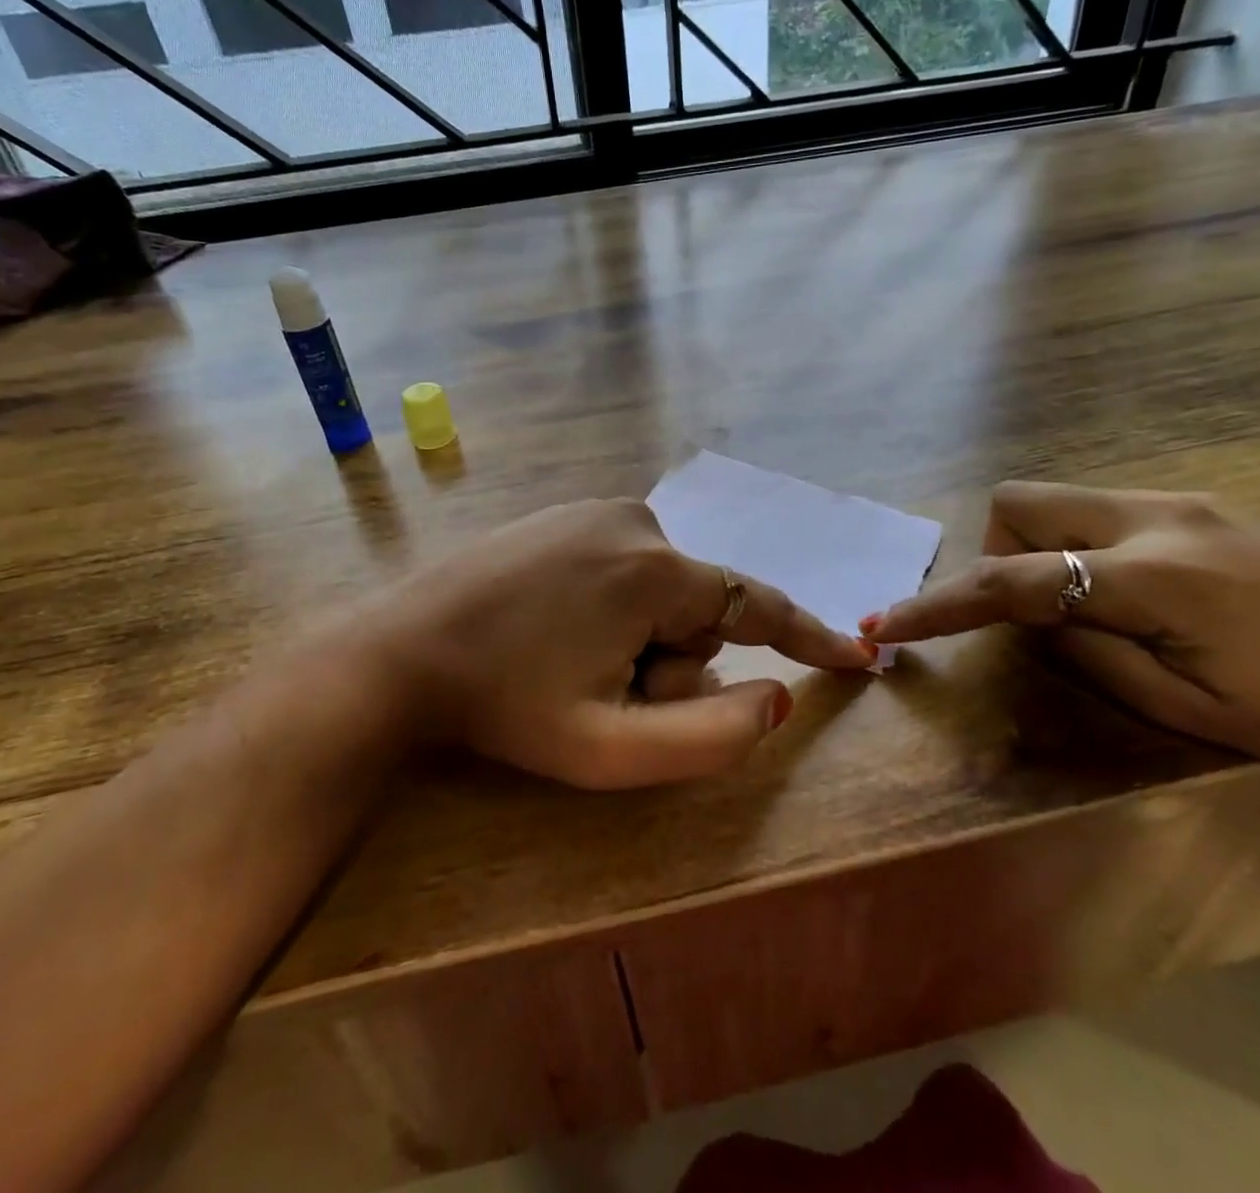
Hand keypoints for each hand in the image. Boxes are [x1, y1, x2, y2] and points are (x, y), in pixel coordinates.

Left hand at [335, 499, 873, 789]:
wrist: (401, 652)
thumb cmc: (506, 707)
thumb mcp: (610, 749)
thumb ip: (710, 737)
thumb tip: (775, 696)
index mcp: (655, 571)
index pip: (757, 606)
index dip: (810, 636)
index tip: (858, 655)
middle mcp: (636, 521)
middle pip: (698, 609)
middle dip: (671, 661)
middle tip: (602, 692)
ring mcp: (595, 511)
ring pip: (661, 591)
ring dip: (638, 638)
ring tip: (569, 660)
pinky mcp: (565, 514)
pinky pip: (625, 567)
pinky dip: (613, 608)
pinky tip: (553, 628)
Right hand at [860, 482, 1259, 810]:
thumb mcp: (1188, 709)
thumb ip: (1087, 651)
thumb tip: (1031, 619)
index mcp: (1155, 577)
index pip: (1012, 582)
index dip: (939, 605)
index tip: (884, 627)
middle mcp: (1158, 517)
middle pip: (1021, 502)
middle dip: (998, 553)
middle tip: (1033, 617)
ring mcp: (1185, 502)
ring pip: (1060, 500)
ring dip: (1040, 548)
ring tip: (1085, 610)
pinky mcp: (1206, 507)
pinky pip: (1104, 509)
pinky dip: (1082, 545)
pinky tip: (1131, 594)